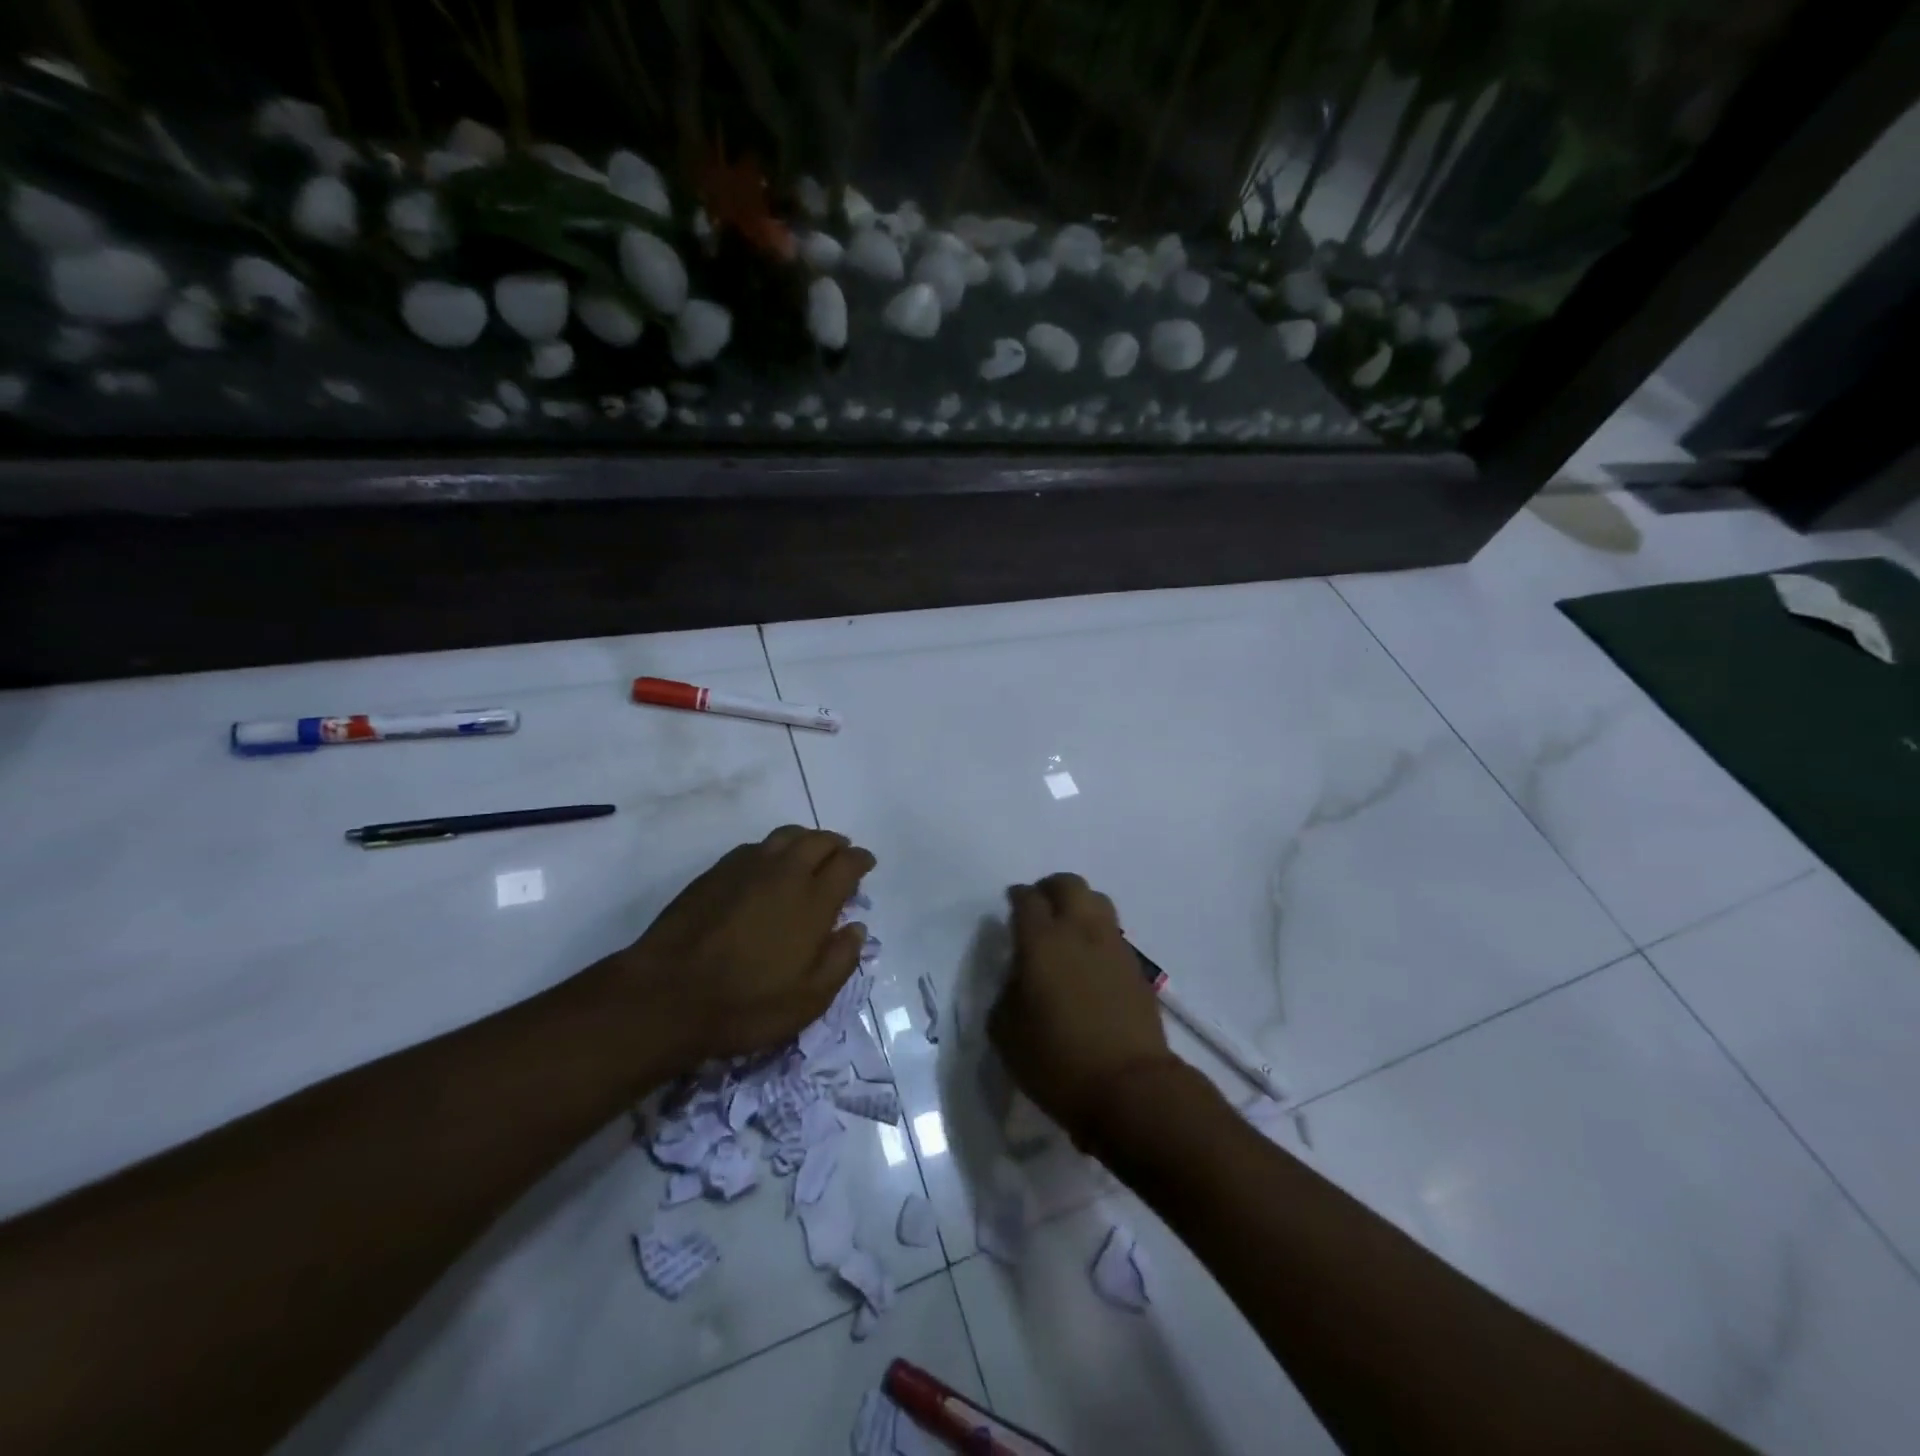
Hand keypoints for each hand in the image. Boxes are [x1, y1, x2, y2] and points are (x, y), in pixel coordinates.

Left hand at [606, 825, 874, 1067]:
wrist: (667, 995)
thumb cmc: (746, 1004)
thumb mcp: (808, 1001)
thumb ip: (840, 961)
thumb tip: (856, 928)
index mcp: (813, 900)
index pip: (847, 863)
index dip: (861, 859)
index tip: (866, 864)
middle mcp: (784, 873)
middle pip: (818, 840)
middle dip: (836, 844)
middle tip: (841, 856)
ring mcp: (746, 867)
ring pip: (785, 836)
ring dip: (805, 840)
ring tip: (808, 855)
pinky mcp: (716, 872)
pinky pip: (755, 847)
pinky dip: (772, 850)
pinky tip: (767, 868)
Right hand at [989, 873, 1177, 1146]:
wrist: (1129, 1087)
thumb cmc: (1056, 1062)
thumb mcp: (1005, 1032)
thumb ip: (1006, 992)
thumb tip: (1018, 976)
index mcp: (1041, 941)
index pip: (1027, 899)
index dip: (1017, 897)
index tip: (1011, 904)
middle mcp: (1079, 931)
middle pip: (1068, 885)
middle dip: (1050, 888)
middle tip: (1039, 907)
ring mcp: (1113, 946)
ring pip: (1097, 901)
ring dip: (1079, 904)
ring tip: (1067, 928)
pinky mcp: (1136, 966)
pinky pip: (1113, 932)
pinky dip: (1097, 933)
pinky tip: (1089, 958)